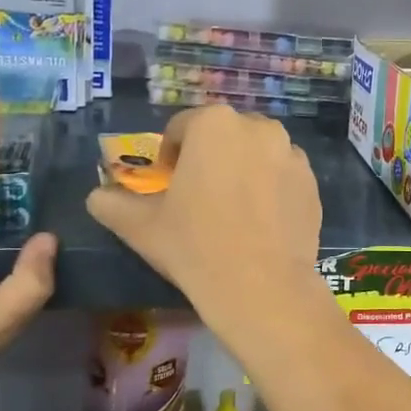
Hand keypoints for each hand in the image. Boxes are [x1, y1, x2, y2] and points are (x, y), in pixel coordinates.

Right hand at [86, 105, 325, 332]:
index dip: (170, 155)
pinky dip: (270, 189)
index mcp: (214, 124)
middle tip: (199, 197)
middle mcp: (258, 127)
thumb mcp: (140, 226)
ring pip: (256, 153)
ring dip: (242, 170)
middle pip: (223, 136)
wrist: (261, 287)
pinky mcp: (313, 182)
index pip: (181, 128)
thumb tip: (97, 197)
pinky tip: (260, 223)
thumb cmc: (194, 246)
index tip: (167, 184)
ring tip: (232, 210)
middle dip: (209, 158)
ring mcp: (292, 154)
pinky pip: (283, 176)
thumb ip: (111, 203)